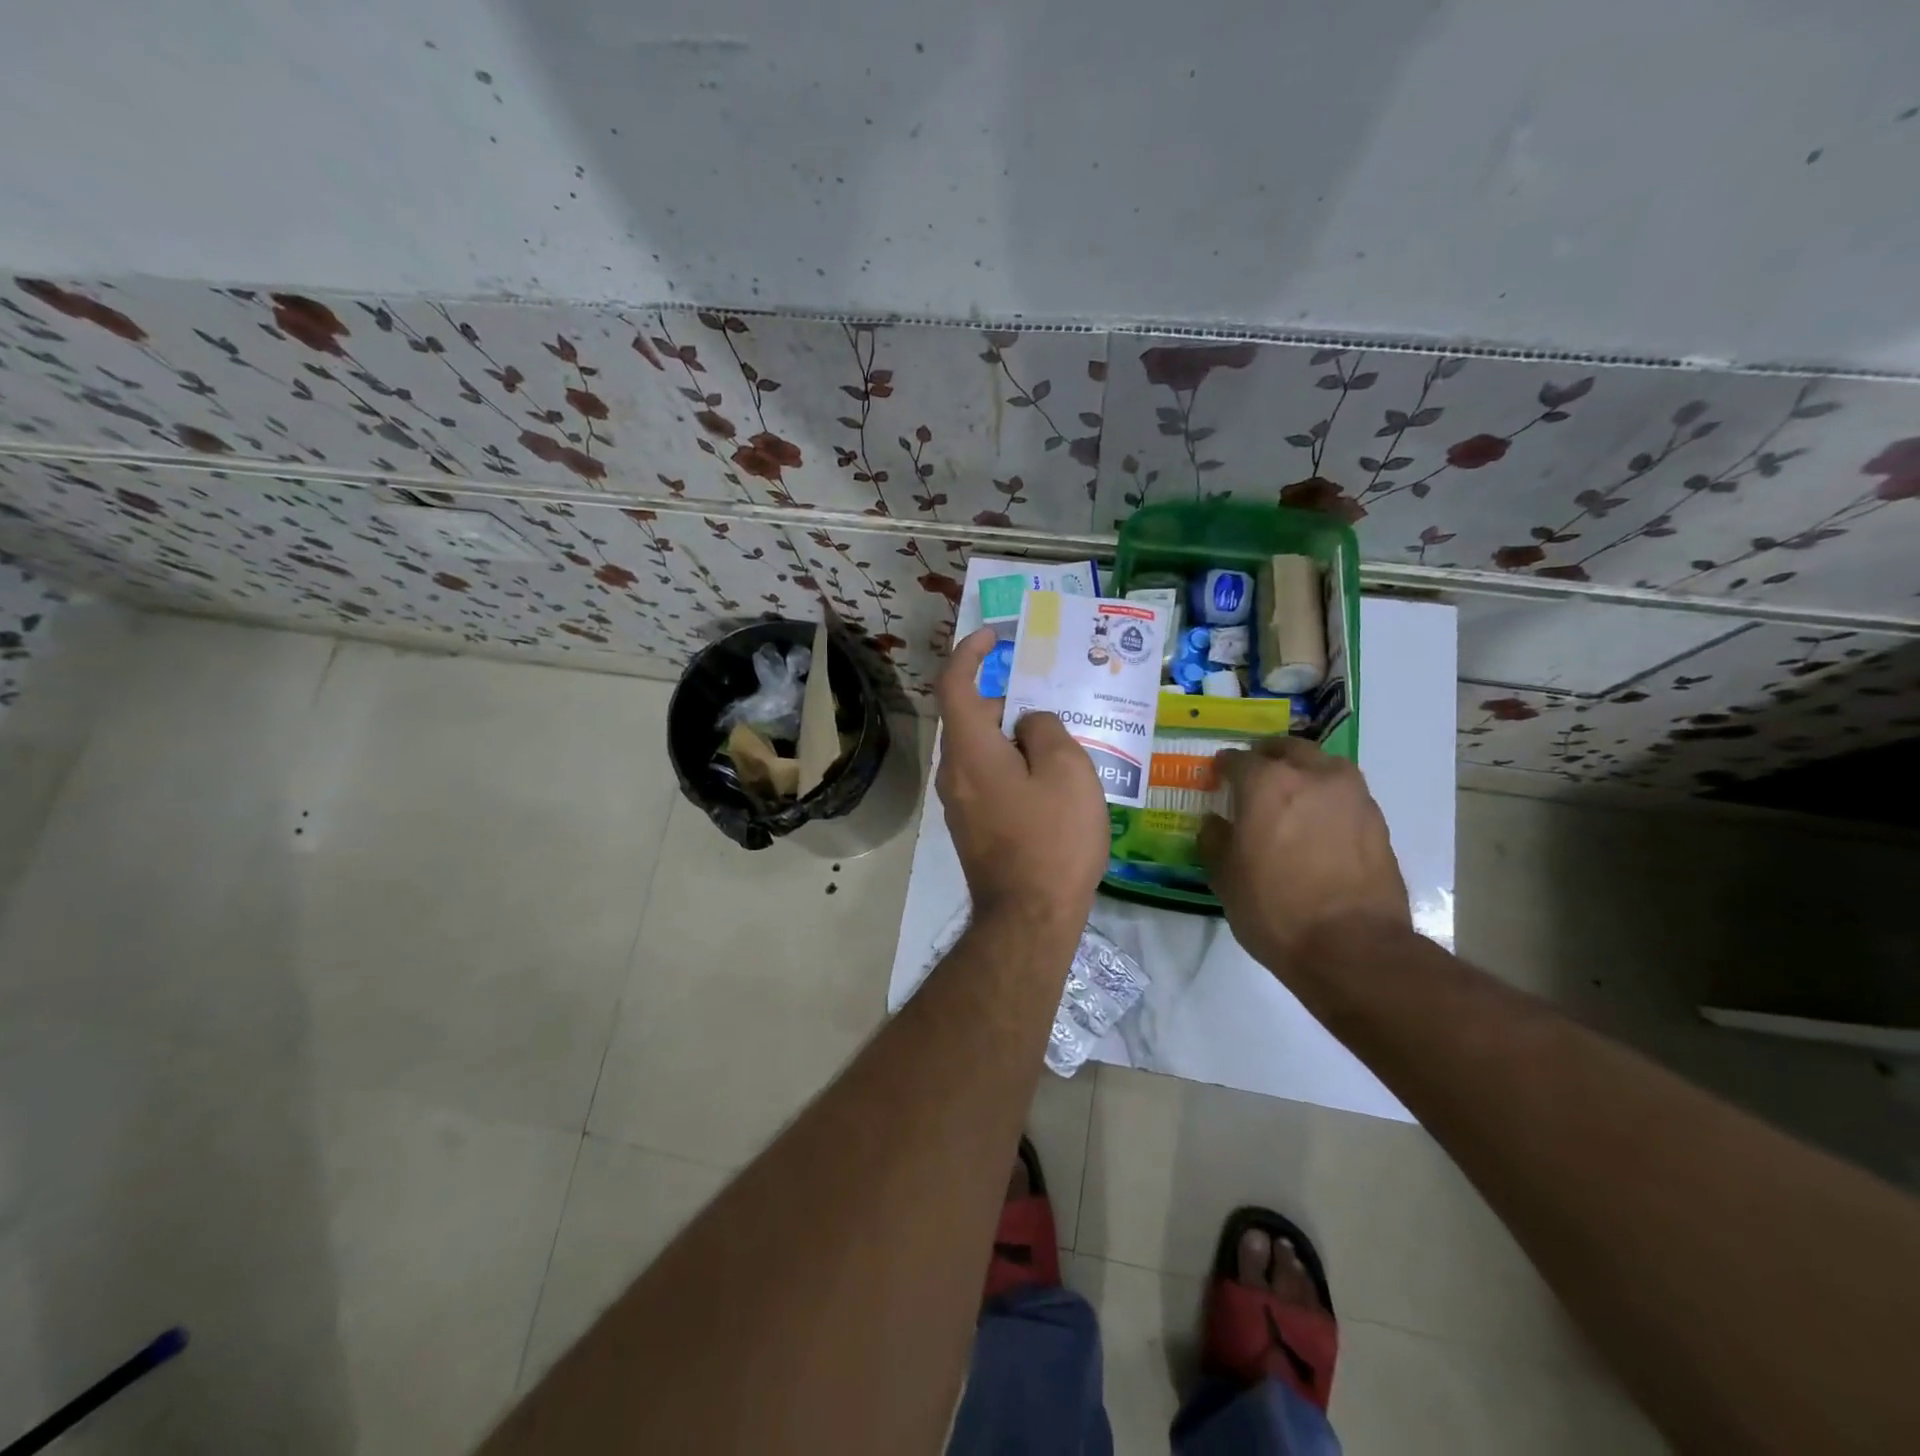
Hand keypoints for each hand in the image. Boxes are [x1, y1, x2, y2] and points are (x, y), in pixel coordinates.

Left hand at [935, 629, 1109, 934]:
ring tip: (1062, 741)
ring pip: (983, 751)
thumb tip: (1028, 724)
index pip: (954, 685)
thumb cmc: (1053, 839)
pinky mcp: (974, 828)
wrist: (1029, 918)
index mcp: (970, 750)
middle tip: (1053, 699)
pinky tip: (1052, 783)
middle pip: (973, 719)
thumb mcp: (1066, 770)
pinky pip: (989, 780)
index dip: (969, 653)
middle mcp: (954, 774)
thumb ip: (1045, 729)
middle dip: (1008, 701)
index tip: (993, 636)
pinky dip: (1013, 766)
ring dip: (1014, 737)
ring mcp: (960, 805)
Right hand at [1197, 737, 1409, 973]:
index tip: (1217, 775)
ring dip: (1304, 772)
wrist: (1352, 948)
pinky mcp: (1378, 822)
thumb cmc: (1275, 909)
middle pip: (1287, 749)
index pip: (1238, 760)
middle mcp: (1312, 776)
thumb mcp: (1225, 878)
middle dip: (1268, 757)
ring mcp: (1352, 797)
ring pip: (1323, 767)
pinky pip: (1345, 796)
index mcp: (1266, 783)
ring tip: (1292, 798)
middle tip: (1255, 775)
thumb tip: (1216, 822)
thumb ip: (1215, 840)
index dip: (1224, 767)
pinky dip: (1328, 800)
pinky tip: (1318, 825)